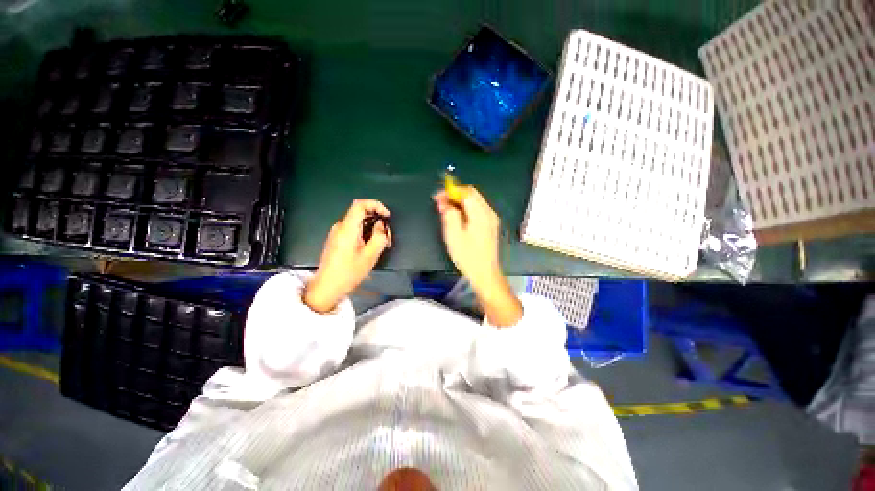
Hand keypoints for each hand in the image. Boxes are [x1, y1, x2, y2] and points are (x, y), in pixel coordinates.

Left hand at [304, 200, 391, 312]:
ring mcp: (337, 233)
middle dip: (377, 220)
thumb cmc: (349, 272)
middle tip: (388, 235)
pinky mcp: (337, 240)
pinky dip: (366, 233)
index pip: (360, 205)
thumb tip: (381, 225)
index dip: (376, 205)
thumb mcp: (370, 256)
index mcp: (347, 228)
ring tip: (383, 243)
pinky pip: (354, 230)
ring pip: (358, 222)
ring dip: (373, 228)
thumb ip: (379, 237)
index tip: (387, 215)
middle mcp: (340, 227)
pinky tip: (372, 246)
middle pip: (361, 213)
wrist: (327, 287)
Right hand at [433, 187, 501, 289]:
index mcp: (481, 214)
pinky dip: (466, 208)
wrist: (485, 273)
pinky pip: (478, 209)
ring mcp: (491, 218)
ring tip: (446, 210)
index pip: (466, 192)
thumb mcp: (454, 235)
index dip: (451, 191)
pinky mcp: (491, 224)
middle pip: (472, 194)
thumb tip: (444, 202)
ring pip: (475, 200)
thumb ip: (449, 215)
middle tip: (440, 203)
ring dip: (460, 201)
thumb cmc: (468, 256)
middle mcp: (489, 212)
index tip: (437, 197)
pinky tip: (458, 217)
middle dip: (455, 195)